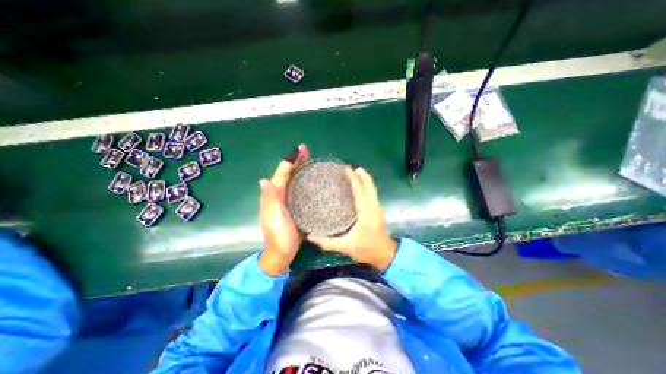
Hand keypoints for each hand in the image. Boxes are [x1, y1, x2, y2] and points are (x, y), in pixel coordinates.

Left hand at [257, 145, 309, 275]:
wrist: (283, 252)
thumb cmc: (279, 235)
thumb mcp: (273, 218)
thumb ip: (269, 200)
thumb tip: (263, 180)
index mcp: (274, 195)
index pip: (282, 173)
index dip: (290, 160)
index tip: (300, 149)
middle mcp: (279, 194)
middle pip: (287, 174)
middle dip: (295, 161)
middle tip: (306, 150)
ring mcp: (287, 200)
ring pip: (293, 179)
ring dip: (299, 168)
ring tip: (309, 159)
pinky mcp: (294, 205)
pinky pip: (298, 188)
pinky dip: (303, 180)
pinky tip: (310, 178)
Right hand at [308, 167, 397, 270]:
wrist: (386, 255)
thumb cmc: (366, 249)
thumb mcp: (346, 246)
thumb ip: (327, 242)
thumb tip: (309, 236)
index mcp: (366, 212)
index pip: (360, 190)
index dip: (353, 178)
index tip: (346, 168)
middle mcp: (373, 206)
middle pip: (369, 185)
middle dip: (362, 174)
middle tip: (351, 167)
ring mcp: (377, 207)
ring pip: (372, 188)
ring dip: (365, 179)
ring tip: (355, 172)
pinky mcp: (378, 210)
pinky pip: (372, 193)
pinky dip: (367, 186)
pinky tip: (360, 187)